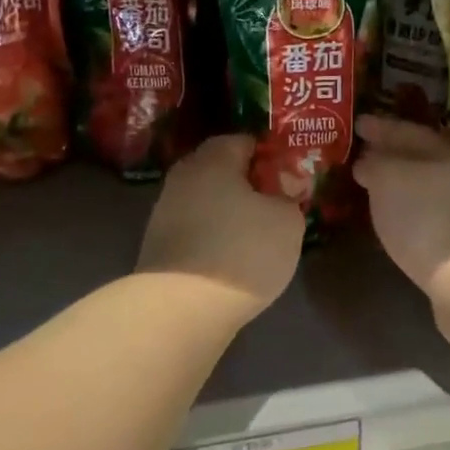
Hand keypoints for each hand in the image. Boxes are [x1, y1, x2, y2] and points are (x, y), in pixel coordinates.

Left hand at [136, 135, 304, 316]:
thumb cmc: (241, 252)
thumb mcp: (286, 222)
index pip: (243, 141)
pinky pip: (195, 230)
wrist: (180, 308)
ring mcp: (165, 212)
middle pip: (220, 170)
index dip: (269, 155)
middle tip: (276, 203)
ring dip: (229, 212)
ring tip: (257, 235)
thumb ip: (288, 198)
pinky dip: (214, 237)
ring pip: (206, 201)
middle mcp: (183, 178)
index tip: (289, 175)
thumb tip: (281, 191)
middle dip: (247, 183)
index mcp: (212, 160)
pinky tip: (232, 257)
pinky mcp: (159, 246)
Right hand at [352, 116, 449, 297]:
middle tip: (358, 156)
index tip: (357, 124)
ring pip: (419, 189)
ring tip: (367, 189)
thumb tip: (366, 161)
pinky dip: (403, 214)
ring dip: (395, 187)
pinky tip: (389, 222)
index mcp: (440, 153)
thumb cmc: (425, 216)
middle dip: (388, 156)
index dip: (381, 126)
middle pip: (416, 160)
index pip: (407, 130)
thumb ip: (374, 165)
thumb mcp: (389, 178)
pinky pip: (421, 217)